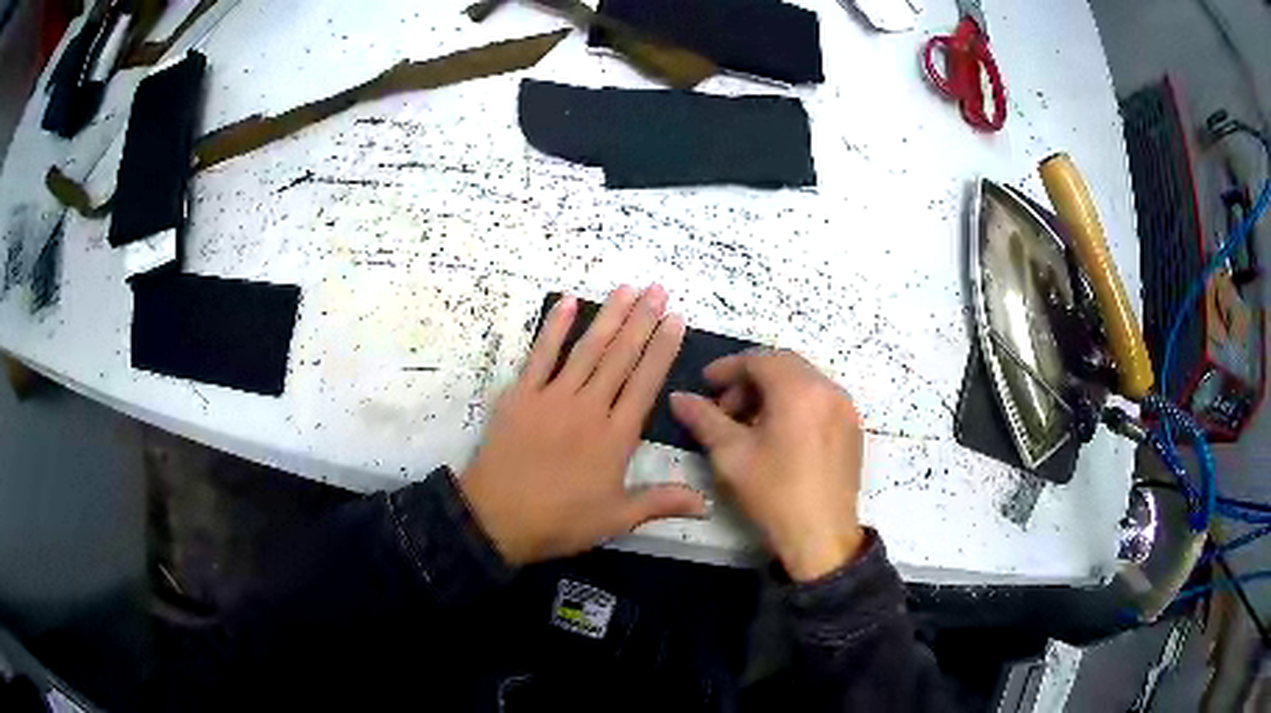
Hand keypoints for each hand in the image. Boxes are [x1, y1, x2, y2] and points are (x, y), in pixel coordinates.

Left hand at [459, 285, 706, 565]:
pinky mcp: (522, 395)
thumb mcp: (616, 519)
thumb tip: (707, 503)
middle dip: (642, 320)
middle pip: (621, 357)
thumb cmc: (560, 520)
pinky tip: (566, 301)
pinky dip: (553, 327)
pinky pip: (540, 355)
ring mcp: (553, 397)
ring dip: (609, 316)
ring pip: (587, 349)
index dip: (663, 348)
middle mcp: (589, 407)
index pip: (646, 382)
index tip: (676, 319)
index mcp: (615, 436)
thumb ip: (661, 502)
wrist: (497, 517)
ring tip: (627, 288)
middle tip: (658, 289)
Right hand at [669, 350, 865, 581]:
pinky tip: (778, 435)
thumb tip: (679, 398)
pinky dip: (796, 404)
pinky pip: (820, 401)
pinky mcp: (853, 429)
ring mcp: (846, 409)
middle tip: (725, 406)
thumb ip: (704, 419)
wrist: (821, 537)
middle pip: (785, 366)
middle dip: (750, 379)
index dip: (728, 368)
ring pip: (804, 382)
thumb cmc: (774, 494)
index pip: (759, 360)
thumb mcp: (731, 455)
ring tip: (749, 424)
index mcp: (799, 390)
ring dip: (773, 392)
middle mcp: (828, 390)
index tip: (705, 383)